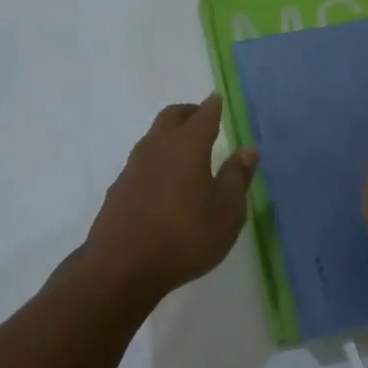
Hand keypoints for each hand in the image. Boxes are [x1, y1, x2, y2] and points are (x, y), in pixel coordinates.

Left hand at [80, 94, 258, 303]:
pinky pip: (142, 162)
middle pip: (171, 116)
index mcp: (187, 145)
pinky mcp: (119, 188)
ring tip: (186, 151)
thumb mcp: (226, 212)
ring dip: (170, 135)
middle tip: (202, 118)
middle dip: (188, 113)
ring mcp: (133, 166)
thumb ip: (237, 177)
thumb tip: (248, 150)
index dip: (213, 106)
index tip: (217, 101)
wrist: (122, 266)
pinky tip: (164, 182)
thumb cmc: (185, 236)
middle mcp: (157, 147)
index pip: (203, 115)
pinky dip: (157, 160)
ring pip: (153, 137)